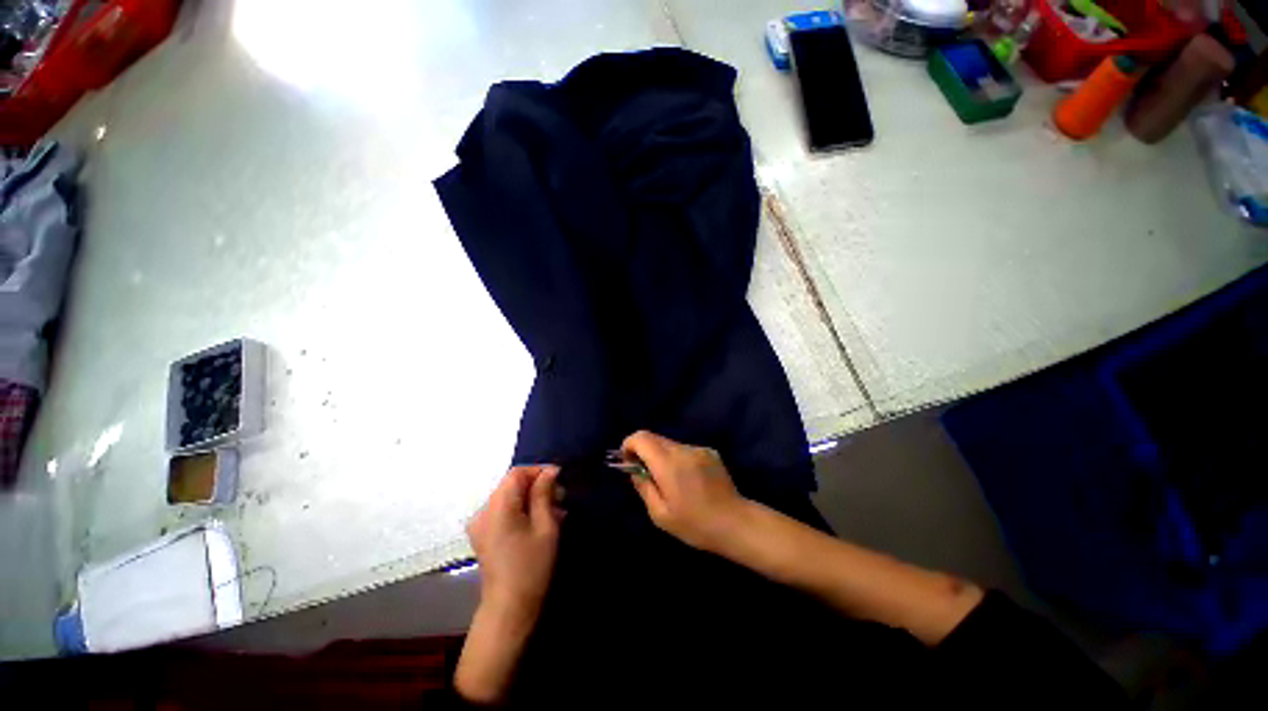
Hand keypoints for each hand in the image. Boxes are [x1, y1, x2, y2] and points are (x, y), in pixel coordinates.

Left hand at [466, 465, 562, 623]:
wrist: (509, 608)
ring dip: (532, 499)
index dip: (539, 471)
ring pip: (509, 498)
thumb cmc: (531, 566)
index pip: (517, 473)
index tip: (560, 479)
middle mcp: (484, 511)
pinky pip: (503, 512)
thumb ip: (544, 494)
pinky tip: (540, 522)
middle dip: (537, 486)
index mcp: (498, 506)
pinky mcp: (483, 535)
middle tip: (561, 498)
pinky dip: (522, 510)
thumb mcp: (545, 526)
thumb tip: (550, 471)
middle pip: (512, 485)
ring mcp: (481, 524)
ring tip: (555, 511)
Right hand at [622, 431, 749, 552]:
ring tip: (670, 481)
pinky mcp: (710, 452)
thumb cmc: (695, 524)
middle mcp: (682, 450)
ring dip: (662, 456)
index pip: (641, 438)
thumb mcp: (660, 514)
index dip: (629, 444)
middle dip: (644, 451)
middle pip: (654, 438)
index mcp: (668, 464)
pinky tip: (689, 480)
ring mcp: (698, 449)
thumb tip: (634, 469)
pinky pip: (685, 450)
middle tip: (646, 474)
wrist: (735, 523)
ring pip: (670, 444)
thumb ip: (643, 486)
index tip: (628, 461)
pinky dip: (678, 459)